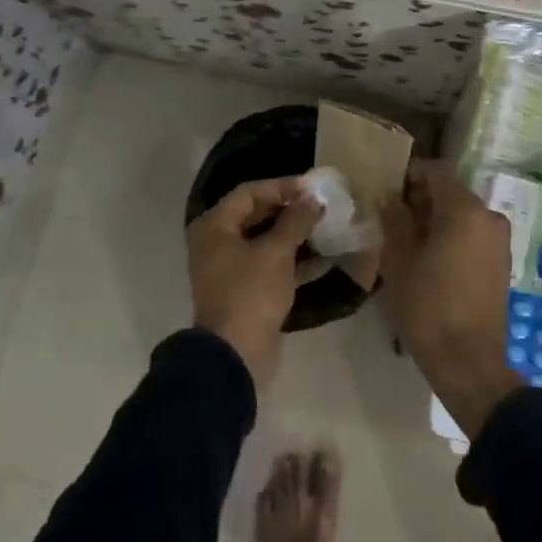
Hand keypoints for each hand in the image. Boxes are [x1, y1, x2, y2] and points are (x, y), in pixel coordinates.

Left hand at [188, 176, 322, 388]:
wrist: (235, 354)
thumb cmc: (251, 292)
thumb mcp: (277, 251)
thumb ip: (296, 220)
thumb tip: (313, 199)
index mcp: (215, 226)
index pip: (249, 192)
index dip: (282, 186)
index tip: (313, 188)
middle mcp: (217, 243)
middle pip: (256, 215)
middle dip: (290, 210)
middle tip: (321, 206)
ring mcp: (230, 269)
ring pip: (265, 242)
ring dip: (295, 235)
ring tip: (327, 228)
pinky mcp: (246, 291)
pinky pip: (271, 267)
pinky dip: (294, 261)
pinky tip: (325, 259)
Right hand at [380, 160, 522, 437]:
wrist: (469, 360)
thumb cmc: (428, 307)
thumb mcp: (399, 261)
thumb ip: (395, 221)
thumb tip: (390, 199)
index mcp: (464, 211)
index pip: (437, 171)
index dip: (412, 174)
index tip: (389, 189)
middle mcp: (489, 217)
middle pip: (452, 192)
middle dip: (423, 198)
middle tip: (393, 216)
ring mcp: (500, 240)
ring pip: (464, 213)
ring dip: (438, 218)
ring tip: (410, 239)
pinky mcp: (503, 261)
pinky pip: (475, 233)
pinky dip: (454, 234)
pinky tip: (432, 257)